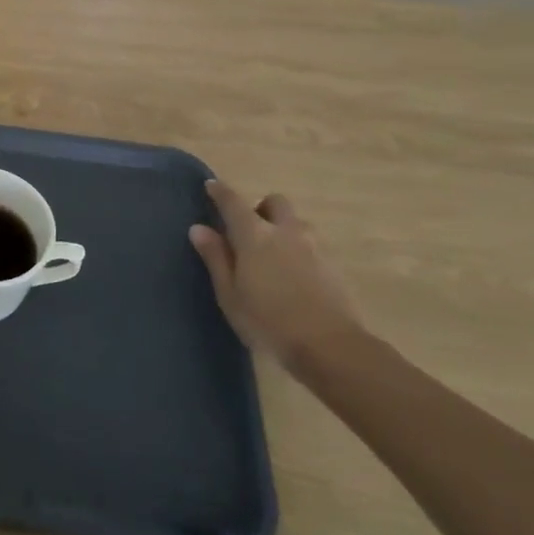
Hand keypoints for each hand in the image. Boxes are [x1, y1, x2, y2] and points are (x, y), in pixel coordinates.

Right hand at [189, 180, 362, 369]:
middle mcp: (286, 231)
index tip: (211, 186)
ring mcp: (315, 247)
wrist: (332, 348)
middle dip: (261, 208)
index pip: (233, 202)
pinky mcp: (334, 266)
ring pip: (297, 223)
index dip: (220, 192)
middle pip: (275, 202)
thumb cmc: (268, 321)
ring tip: (273, 256)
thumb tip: (199, 228)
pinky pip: (312, 245)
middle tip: (249, 230)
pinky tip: (294, 276)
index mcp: (255, 235)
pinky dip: (299, 250)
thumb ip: (216, 257)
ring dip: (283, 229)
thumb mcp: (230, 294)